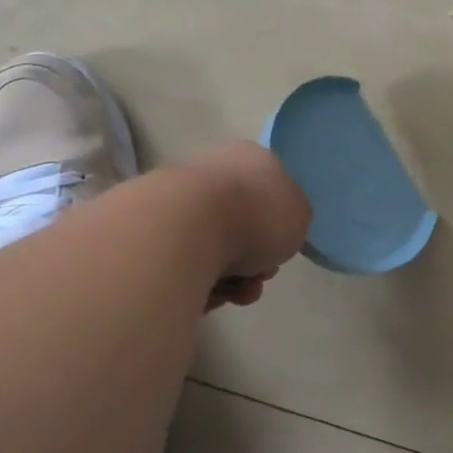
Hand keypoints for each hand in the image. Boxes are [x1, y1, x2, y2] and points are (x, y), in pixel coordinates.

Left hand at [181, 141, 311, 299]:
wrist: (186, 229)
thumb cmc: (256, 215)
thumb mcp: (300, 215)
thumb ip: (292, 218)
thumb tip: (274, 228)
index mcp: (252, 158)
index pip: (271, 190)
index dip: (280, 225)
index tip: (281, 248)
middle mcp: (215, 171)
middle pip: (243, 223)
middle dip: (254, 258)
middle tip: (259, 276)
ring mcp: (179, 199)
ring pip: (215, 247)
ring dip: (232, 277)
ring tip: (235, 294)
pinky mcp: (152, 231)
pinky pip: (186, 264)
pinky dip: (200, 283)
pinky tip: (208, 294)